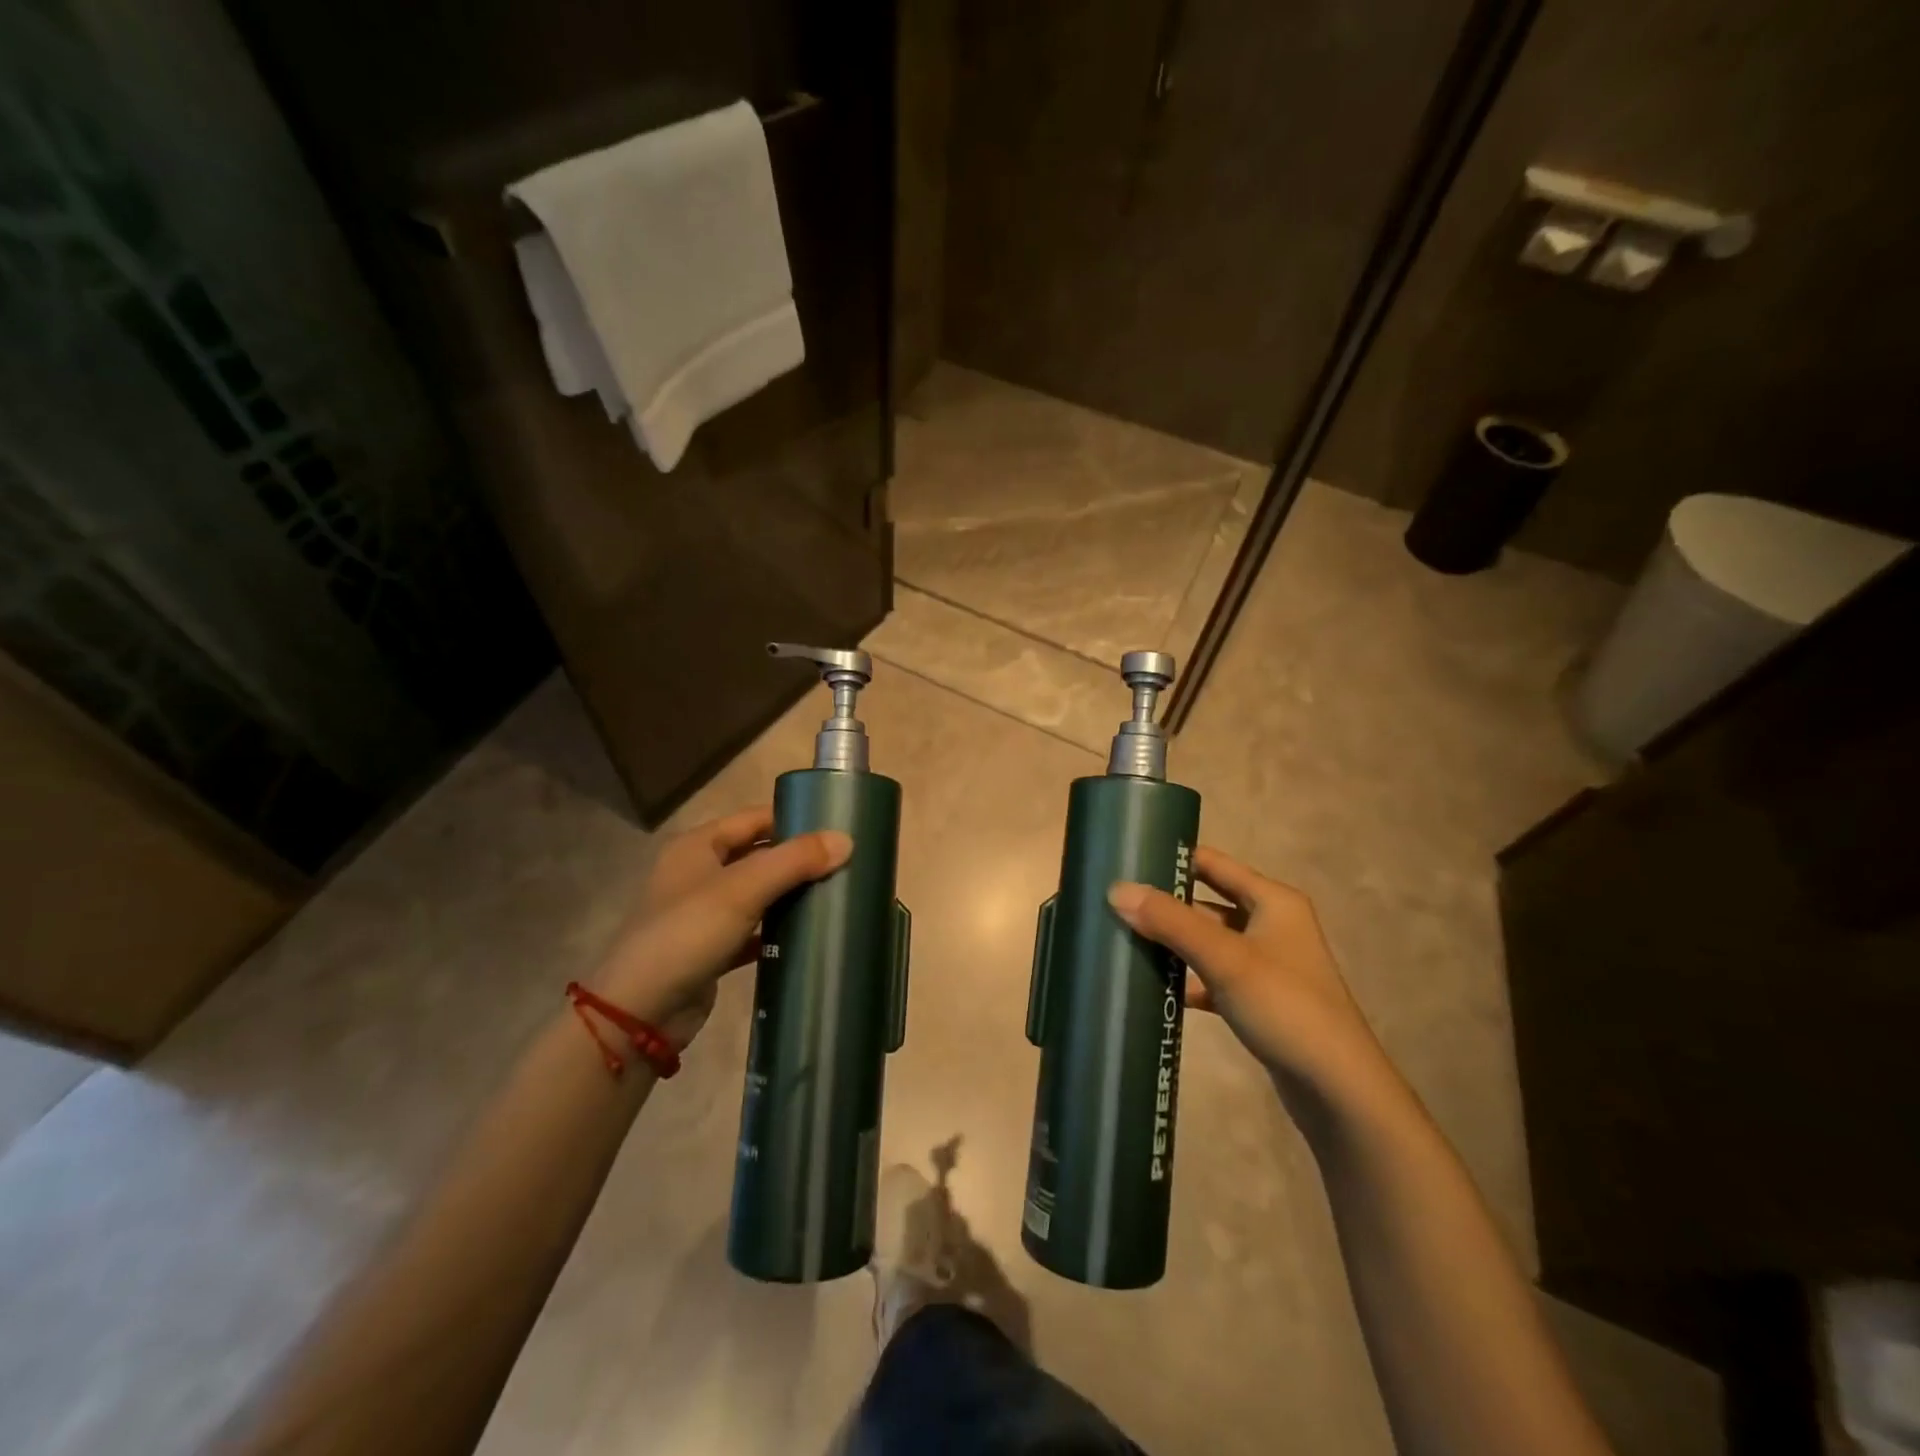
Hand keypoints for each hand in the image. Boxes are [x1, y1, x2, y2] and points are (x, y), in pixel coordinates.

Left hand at [591, 807, 851, 1047]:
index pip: (754, 818)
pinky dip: (778, 930)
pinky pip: (754, 930)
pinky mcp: (712, 950)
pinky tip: (809, 935)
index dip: (793, 819)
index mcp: (698, 846)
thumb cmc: (687, 935)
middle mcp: (699, 873)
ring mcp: (704, 914)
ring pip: (759, 893)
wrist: (639, 1014)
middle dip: (798, 859)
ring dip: (791, 894)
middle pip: (759, 855)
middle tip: (846, 862)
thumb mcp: (743, 890)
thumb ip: (794, 861)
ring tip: (837, 894)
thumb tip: (846, 840)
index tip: (837, 827)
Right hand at [1107, 847, 1389, 1109]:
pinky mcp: (1258, 1000)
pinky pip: (1212, 976)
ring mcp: (1265, 964)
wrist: (1337, 1089)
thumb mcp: (1224, 957)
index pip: (1214, 863)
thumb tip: (1116, 889)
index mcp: (1273, 901)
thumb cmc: (1285, 1006)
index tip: (1128, 858)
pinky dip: (1186, 979)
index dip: (1174, 859)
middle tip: (1115, 903)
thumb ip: (1170, 922)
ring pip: (1207, 942)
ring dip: (1172, 943)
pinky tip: (1152, 988)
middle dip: (1165, 904)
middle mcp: (1271, 924)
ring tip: (1122, 940)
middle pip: (1207, 903)